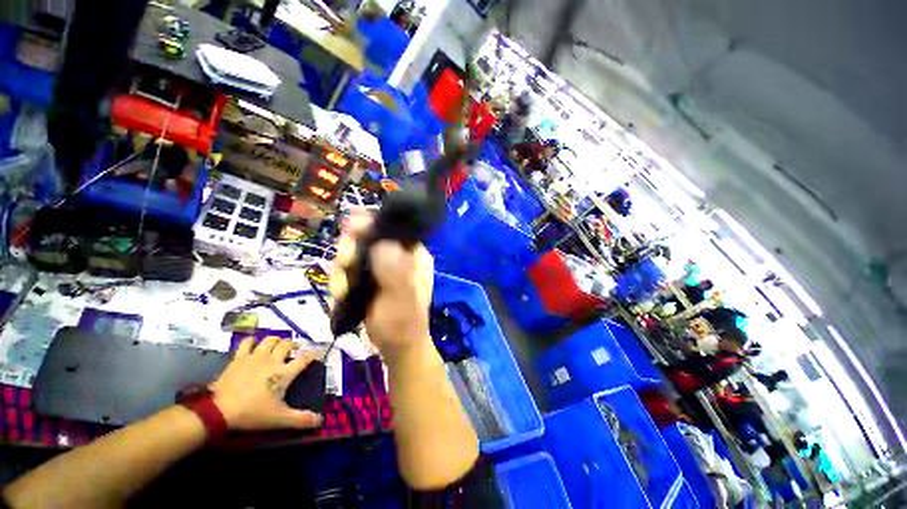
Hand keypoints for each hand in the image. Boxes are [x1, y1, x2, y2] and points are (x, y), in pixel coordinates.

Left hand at [210, 337, 323, 429]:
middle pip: (287, 344)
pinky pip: (246, 343)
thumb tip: (321, 420)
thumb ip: (301, 419)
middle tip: (293, 350)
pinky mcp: (239, 358)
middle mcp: (273, 360)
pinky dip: (251, 341)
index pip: (305, 358)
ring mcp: (255, 357)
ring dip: (275, 341)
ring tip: (276, 346)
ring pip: (270, 340)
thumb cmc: (253, 413)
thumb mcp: (279, 419)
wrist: (219, 411)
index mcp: (285, 373)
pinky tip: (253, 344)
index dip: (313, 355)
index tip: (316, 354)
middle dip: (293, 345)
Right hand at [329, 210, 434, 362]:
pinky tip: (342, 294)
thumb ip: (394, 267)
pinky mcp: (367, 279)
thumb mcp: (403, 294)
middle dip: (351, 250)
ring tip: (343, 290)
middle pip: (367, 237)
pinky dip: (340, 280)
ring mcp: (381, 267)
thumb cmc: (405, 322)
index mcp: (413, 253)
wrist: (397, 347)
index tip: (352, 230)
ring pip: (353, 253)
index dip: (370, 224)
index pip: (391, 228)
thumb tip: (379, 240)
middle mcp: (397, 255)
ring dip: (342, 270)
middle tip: (345, 263)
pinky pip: (347, 270)